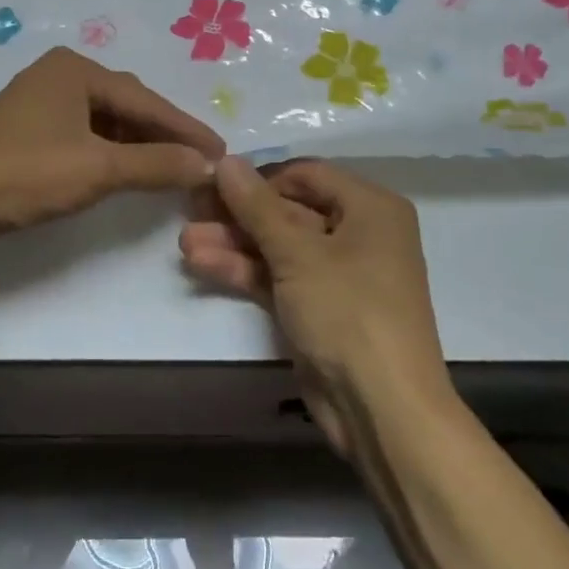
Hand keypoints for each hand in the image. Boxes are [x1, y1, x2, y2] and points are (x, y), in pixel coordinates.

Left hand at [0, 48, 223, 257]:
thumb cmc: (24, 172)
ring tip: (169, 169)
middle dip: (163, 134)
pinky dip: (109, 153)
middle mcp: (59, 75)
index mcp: (76, 69)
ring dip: (137, 145)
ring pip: (104, 122)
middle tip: (199, 160)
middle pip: (127, 105)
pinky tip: (124, 171)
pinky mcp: (26, 131)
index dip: (186, 128)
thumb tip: (208, 165)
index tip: (221, 152)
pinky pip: (83, 135)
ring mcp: (39, 102)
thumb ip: (156, 164)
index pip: (146, 99)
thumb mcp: (98, 169)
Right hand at [179, 158, 446, 451]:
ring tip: (185, 241)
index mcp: (370, 208)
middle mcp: (358, 233)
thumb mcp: (298, 253)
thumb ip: (256, 206)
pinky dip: (245, 271)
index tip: (215, 181)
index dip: (260, 177)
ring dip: (234, 244)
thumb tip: (227, 160)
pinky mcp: (319, 308)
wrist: (382, 409)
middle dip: (239, 214)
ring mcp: (337, 274)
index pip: (307, 174)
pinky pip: (279, 277)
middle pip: (289, 210)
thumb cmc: (348, 312)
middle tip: (191, 209)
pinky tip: (201, 263)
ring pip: (279, 247)